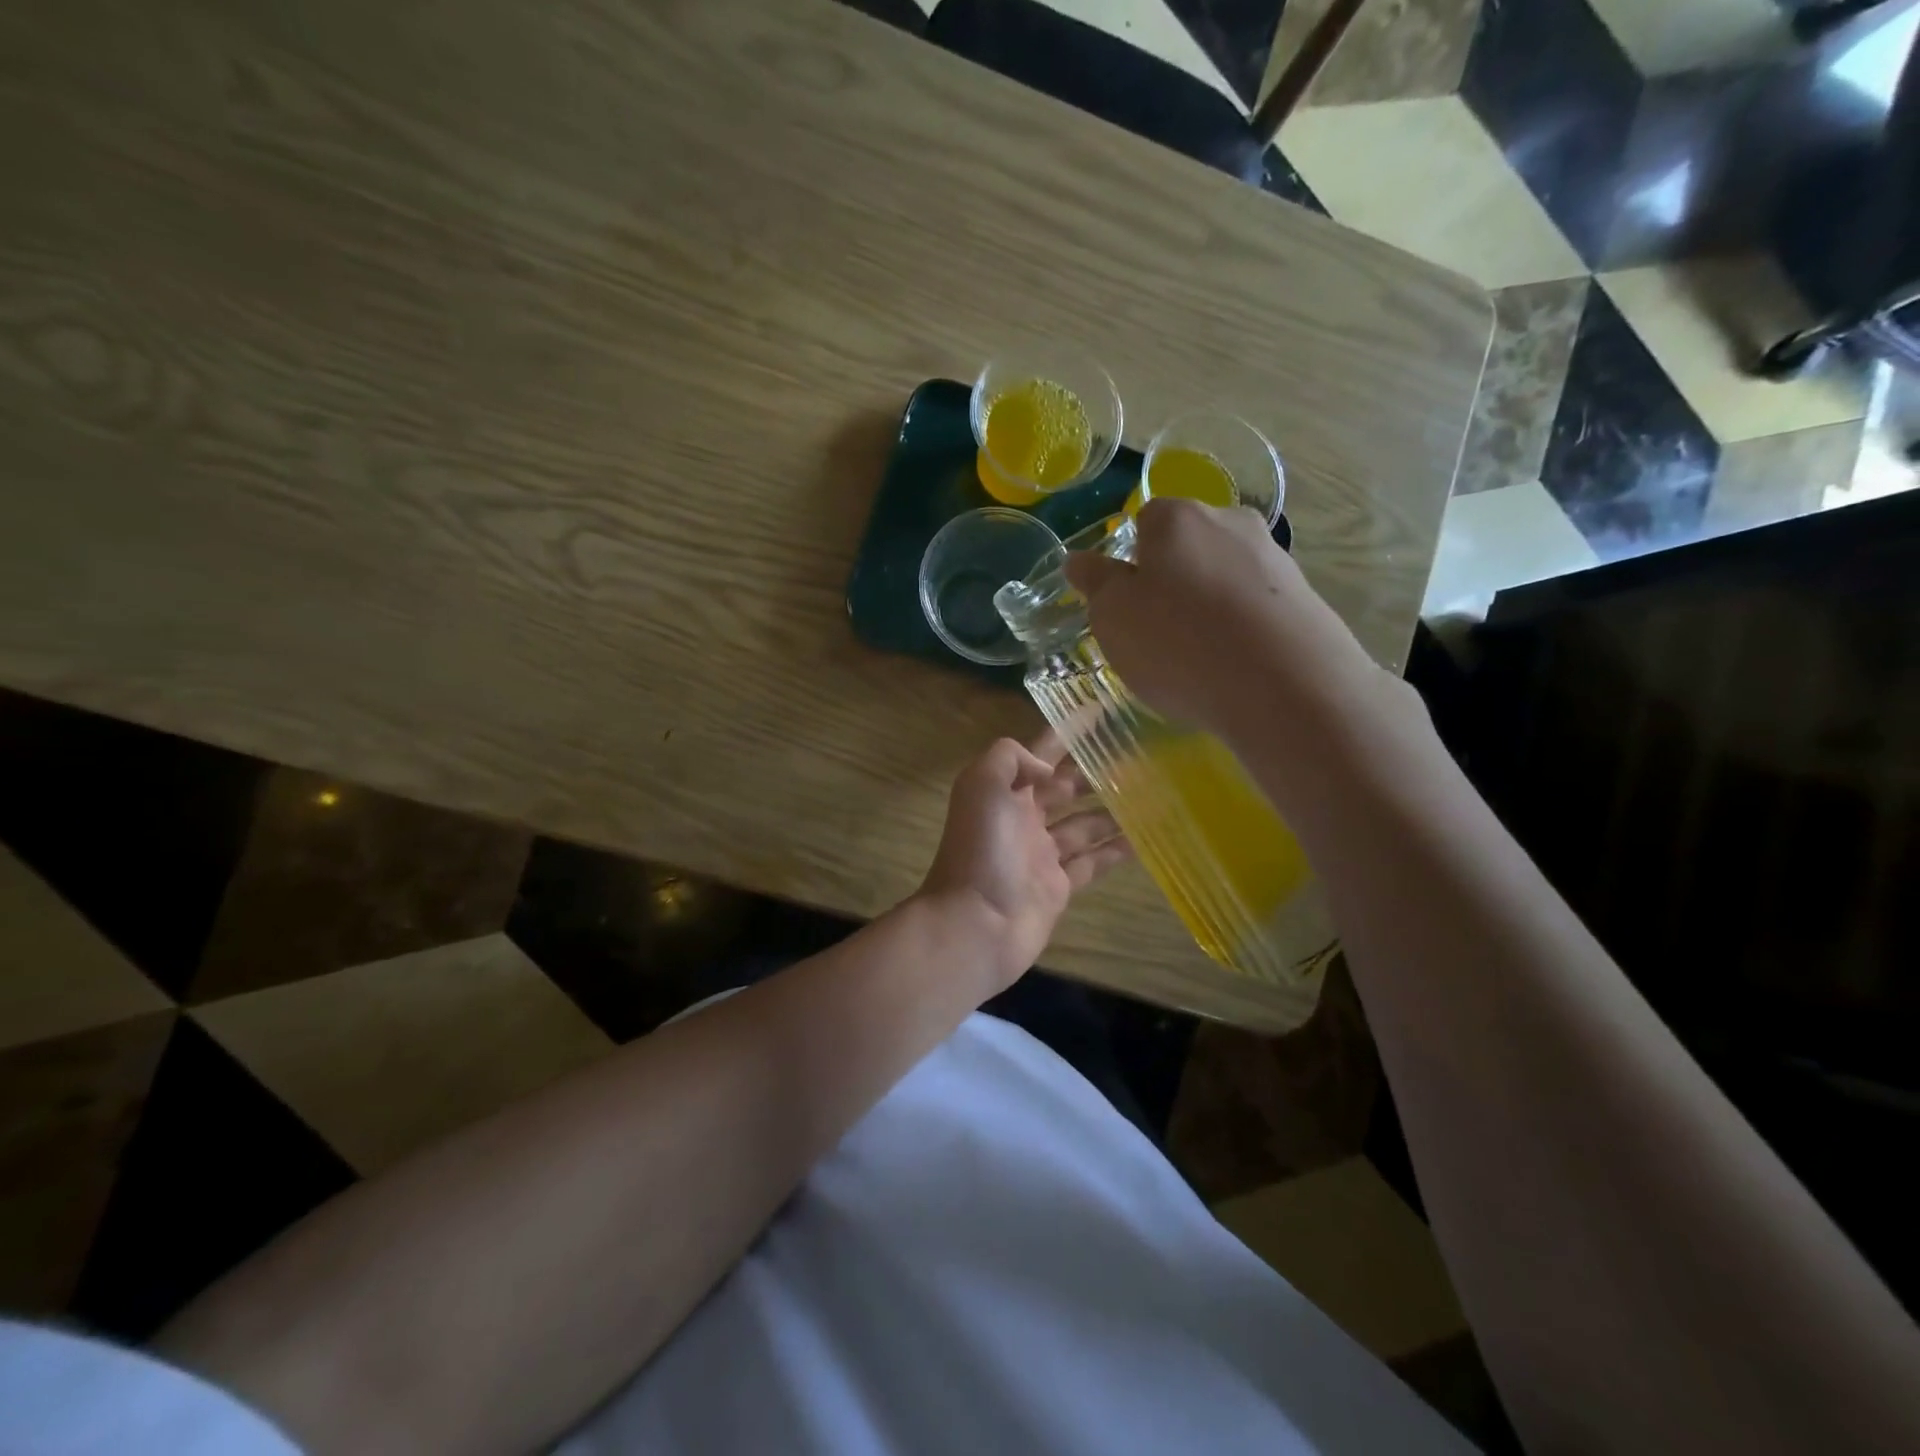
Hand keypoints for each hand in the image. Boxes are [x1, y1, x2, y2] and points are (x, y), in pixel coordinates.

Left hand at [917, 731, 1129, 991]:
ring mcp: (1042, 853)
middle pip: (1065, 786)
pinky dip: (1116, 850)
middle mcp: (1023, 817)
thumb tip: (1049, 770)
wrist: (976, 924)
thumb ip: (1012, 758)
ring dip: (1113, 808)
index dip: (1068, 732)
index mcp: (1004, 790)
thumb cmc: (981, 850)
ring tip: (1153, 793)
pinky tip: (1146, 838)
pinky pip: (1093, 861)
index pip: (1041, 752)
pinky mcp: (1059, 886)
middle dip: (1096, 770)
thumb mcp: (982, 784)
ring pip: (1084, 823)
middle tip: (1140, 755)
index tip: (1102, 711)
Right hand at [1063, 498, 1408, 743]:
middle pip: (1189, 546)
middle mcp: (1230, 522)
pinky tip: (1236, 666)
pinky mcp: (1306, 598)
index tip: (1128, 603)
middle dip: (1173, 580)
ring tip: (1201, 657)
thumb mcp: (1112, 616)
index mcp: (1177, 518)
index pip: (1145, 521)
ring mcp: (1274, 559)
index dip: (1131, 561)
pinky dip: (1242, 628)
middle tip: (1159, 632)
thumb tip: (1079, 559)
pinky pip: (1257, 607)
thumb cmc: (1178, 642)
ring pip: (1225, 576)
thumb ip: (1095, 583)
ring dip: (1210, 605)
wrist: (1284, 685)